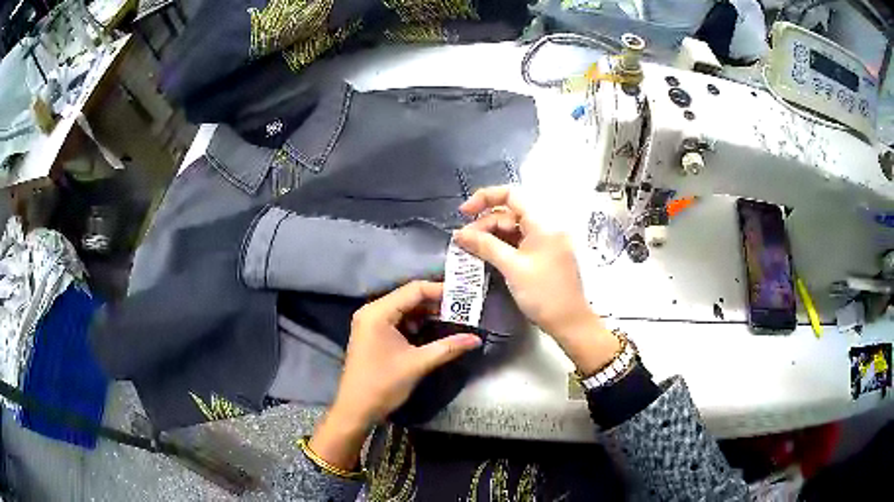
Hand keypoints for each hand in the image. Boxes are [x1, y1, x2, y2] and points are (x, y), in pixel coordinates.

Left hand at [309, 281, 481, 469]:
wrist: (356, 409)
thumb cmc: (383, 384)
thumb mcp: (418, 364)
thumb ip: (448, 347)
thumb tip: (476, 339)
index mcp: (378, 312)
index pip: (414, 290)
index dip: (440, 291)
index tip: (464, 297)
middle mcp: (372, 311)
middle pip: (409, 297)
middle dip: (436, 303)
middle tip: (463, 309)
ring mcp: (370, 323)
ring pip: (404, 309)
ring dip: (427, 314)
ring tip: (453, 319)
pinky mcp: (373, 334)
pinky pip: (398, 321)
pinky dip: (416, 324)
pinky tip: (434, 331)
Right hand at [453, 186, 619, 374]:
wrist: (569, 322)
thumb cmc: (543, 294)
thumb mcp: (512, 268)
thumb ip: (485, 246)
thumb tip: (459, 234)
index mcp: (543, 223)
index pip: (511, 195)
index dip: (485, 198)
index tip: (464, 213)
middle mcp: (546, 227)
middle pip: (509, 213)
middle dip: (485, 223)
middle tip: (464, 242)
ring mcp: (546, 242)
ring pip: (513, 229)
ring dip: (491, 236)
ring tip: (471, 249)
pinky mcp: (544, 255)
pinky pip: (519, 243)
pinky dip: (502, 246)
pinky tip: (487, 255)